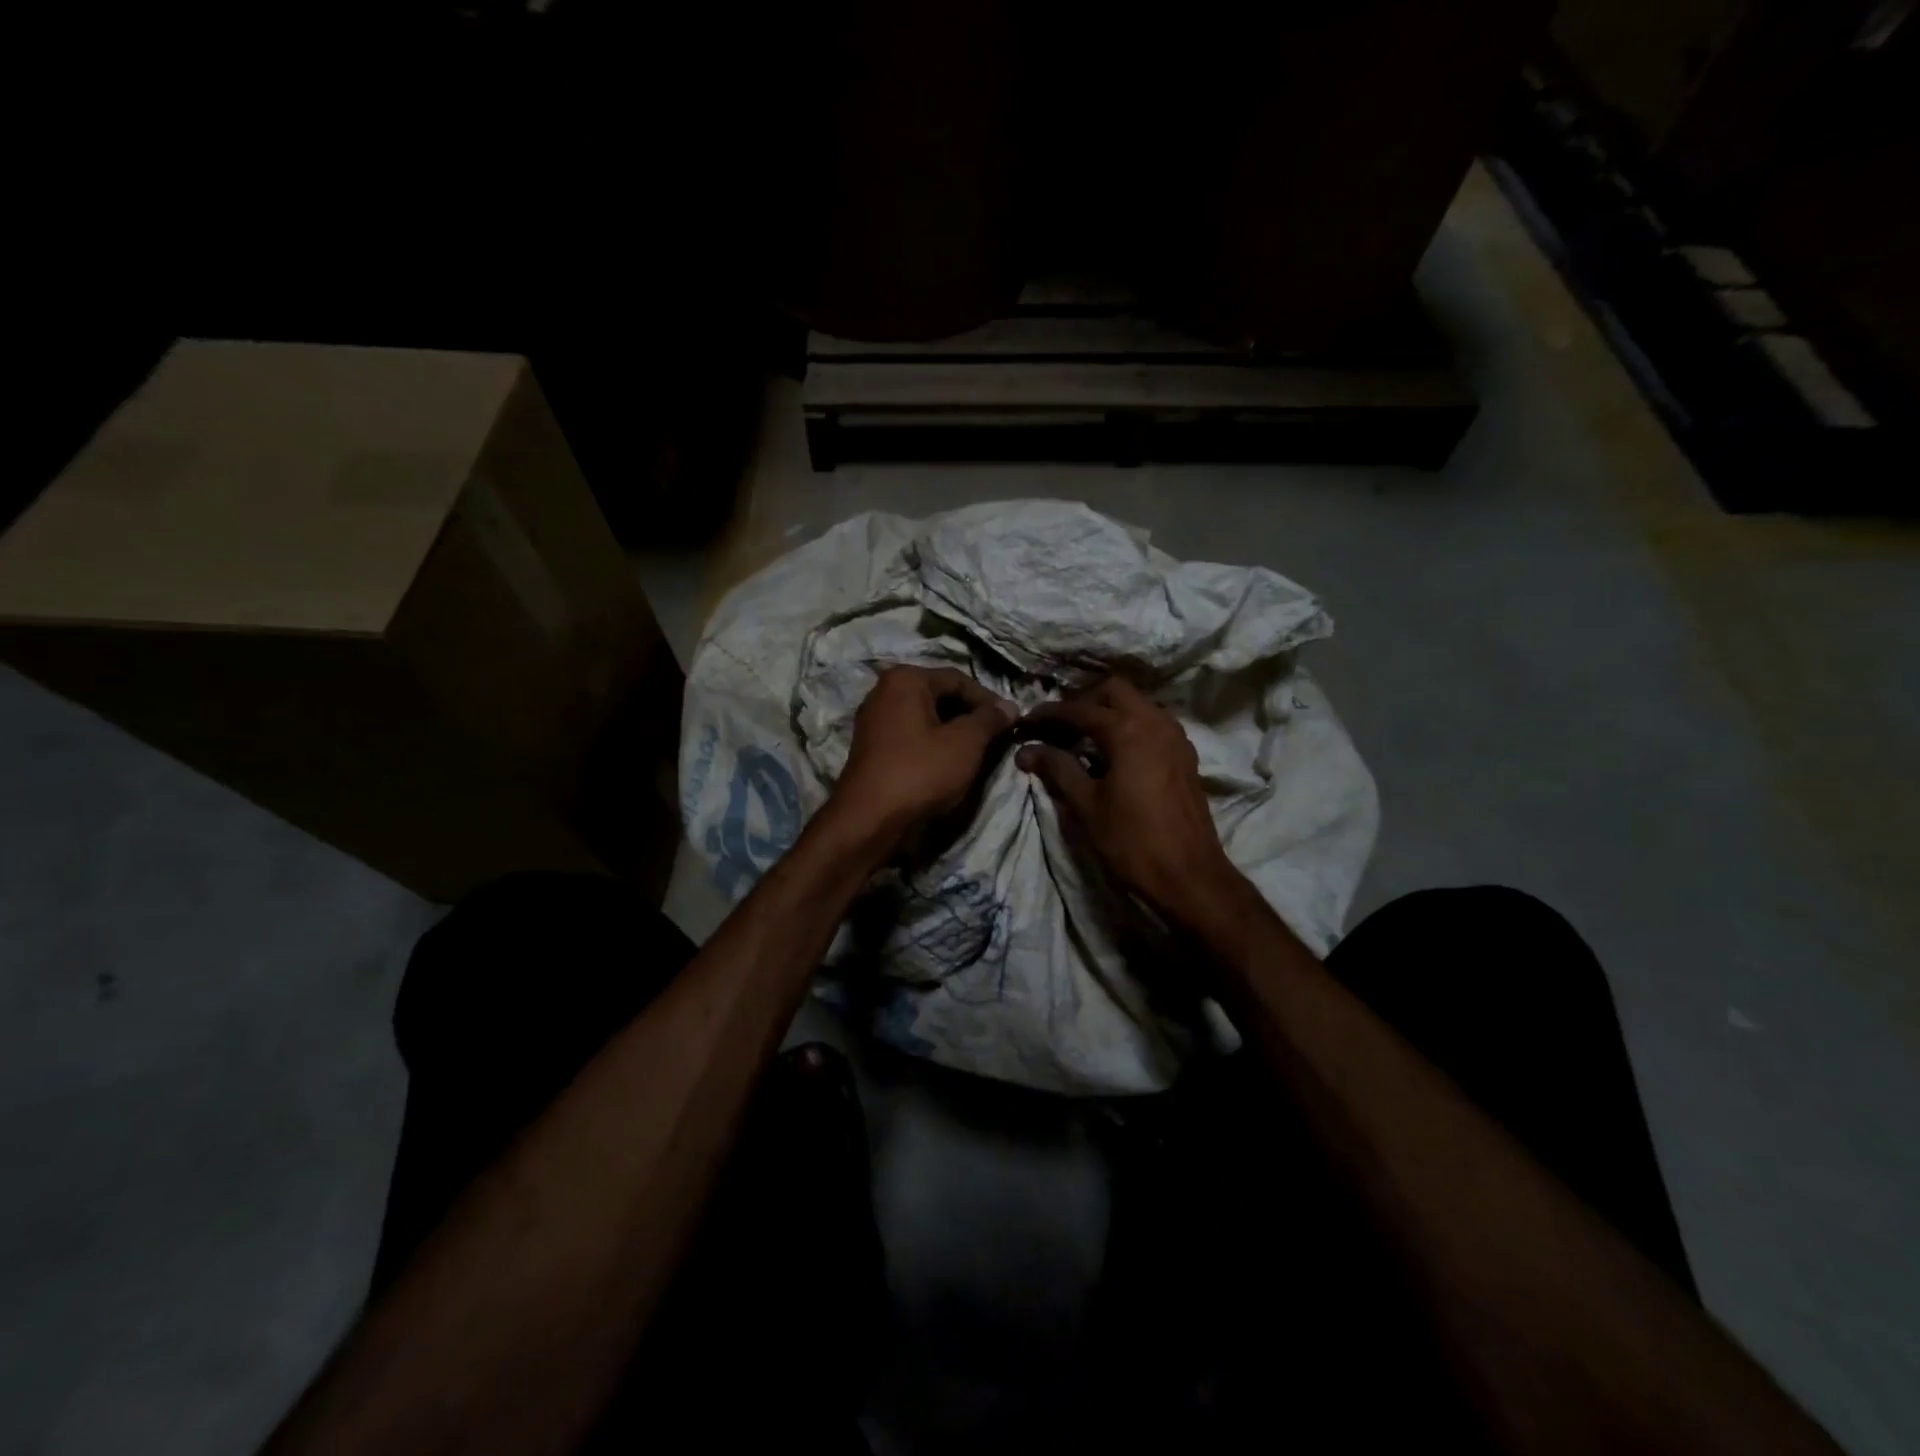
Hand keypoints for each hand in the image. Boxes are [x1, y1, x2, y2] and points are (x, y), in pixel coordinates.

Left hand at [831, 666, 1017, 842]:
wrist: (870, 818)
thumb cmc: (921, 771)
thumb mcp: (965, 743)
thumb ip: (989, 719)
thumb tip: (1010, 707)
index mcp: (905, 679)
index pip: (958, 679)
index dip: (988, 700)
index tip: (1011, 722)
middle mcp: (884, 691)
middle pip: (940, 695)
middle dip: (970, 715)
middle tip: (996, 738)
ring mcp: (874, 720)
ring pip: (926, 717)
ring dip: (953, 731)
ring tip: (978, 752)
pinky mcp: (872, 747)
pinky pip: (911, 735)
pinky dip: (933, 744)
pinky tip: (949, 764)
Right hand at [1016, 677, 1241, 924]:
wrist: (1189, 877)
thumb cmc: (1132, 842)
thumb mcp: (1086, 805)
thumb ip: (1057, 769)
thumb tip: (1026, 750)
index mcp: (1129, 731)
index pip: (1080, 709)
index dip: (1050, 713)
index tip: (1026, 722)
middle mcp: (1156, 723)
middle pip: (1115, 690)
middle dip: (1084, 701)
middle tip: (1060, 727)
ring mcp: (1176, 738)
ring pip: (1138, 704)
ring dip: (1110, 712)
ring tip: (1084, 740)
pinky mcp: (1185, 756)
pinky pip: (1153, 724)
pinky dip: (1130, 727)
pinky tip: (1114, 755)